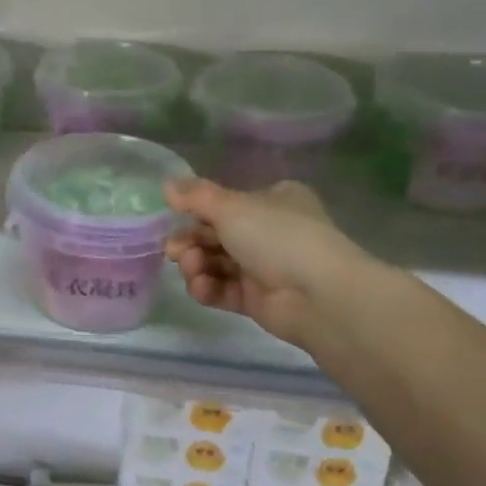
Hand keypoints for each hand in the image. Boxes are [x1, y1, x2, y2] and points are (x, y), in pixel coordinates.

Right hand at [163, 178, 369, 350]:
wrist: (319, 295)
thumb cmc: (277, 236)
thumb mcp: (231, 206)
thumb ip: (195, 196)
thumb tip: (166, 185)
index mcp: (273, 201)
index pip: (226, 203)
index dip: (198, 211)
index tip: (175, 217)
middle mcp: (270, 232)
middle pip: (216, 234)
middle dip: (191, 241)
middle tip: (175, 250)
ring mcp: (264, 268)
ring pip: (216, 263)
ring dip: (196, 265)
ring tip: (192, 268)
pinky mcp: (258, 300)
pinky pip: (223, 290)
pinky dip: (207, 288)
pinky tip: (200, 286)